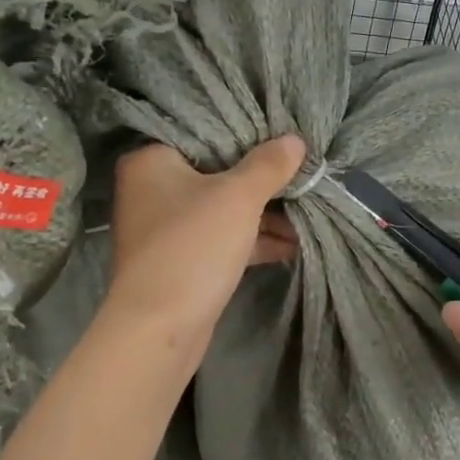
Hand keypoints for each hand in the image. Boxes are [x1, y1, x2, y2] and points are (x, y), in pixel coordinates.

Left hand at [106, 136, 306, 350]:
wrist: (160, 327)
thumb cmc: (193, 246)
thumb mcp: (238, 197)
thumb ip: (268, 165)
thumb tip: (295, 140)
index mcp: (151, 160)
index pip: (203, 132)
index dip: (246, 133)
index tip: (282, 133)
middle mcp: (152, 189)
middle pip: (216, 172)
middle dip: (262, 180)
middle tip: (301, 172)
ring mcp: (166, 228)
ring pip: (222, 209)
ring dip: (263, 214)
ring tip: (308, 210)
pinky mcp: (182, 260)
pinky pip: (222, 239)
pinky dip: (252, 240)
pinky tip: (293, 243)